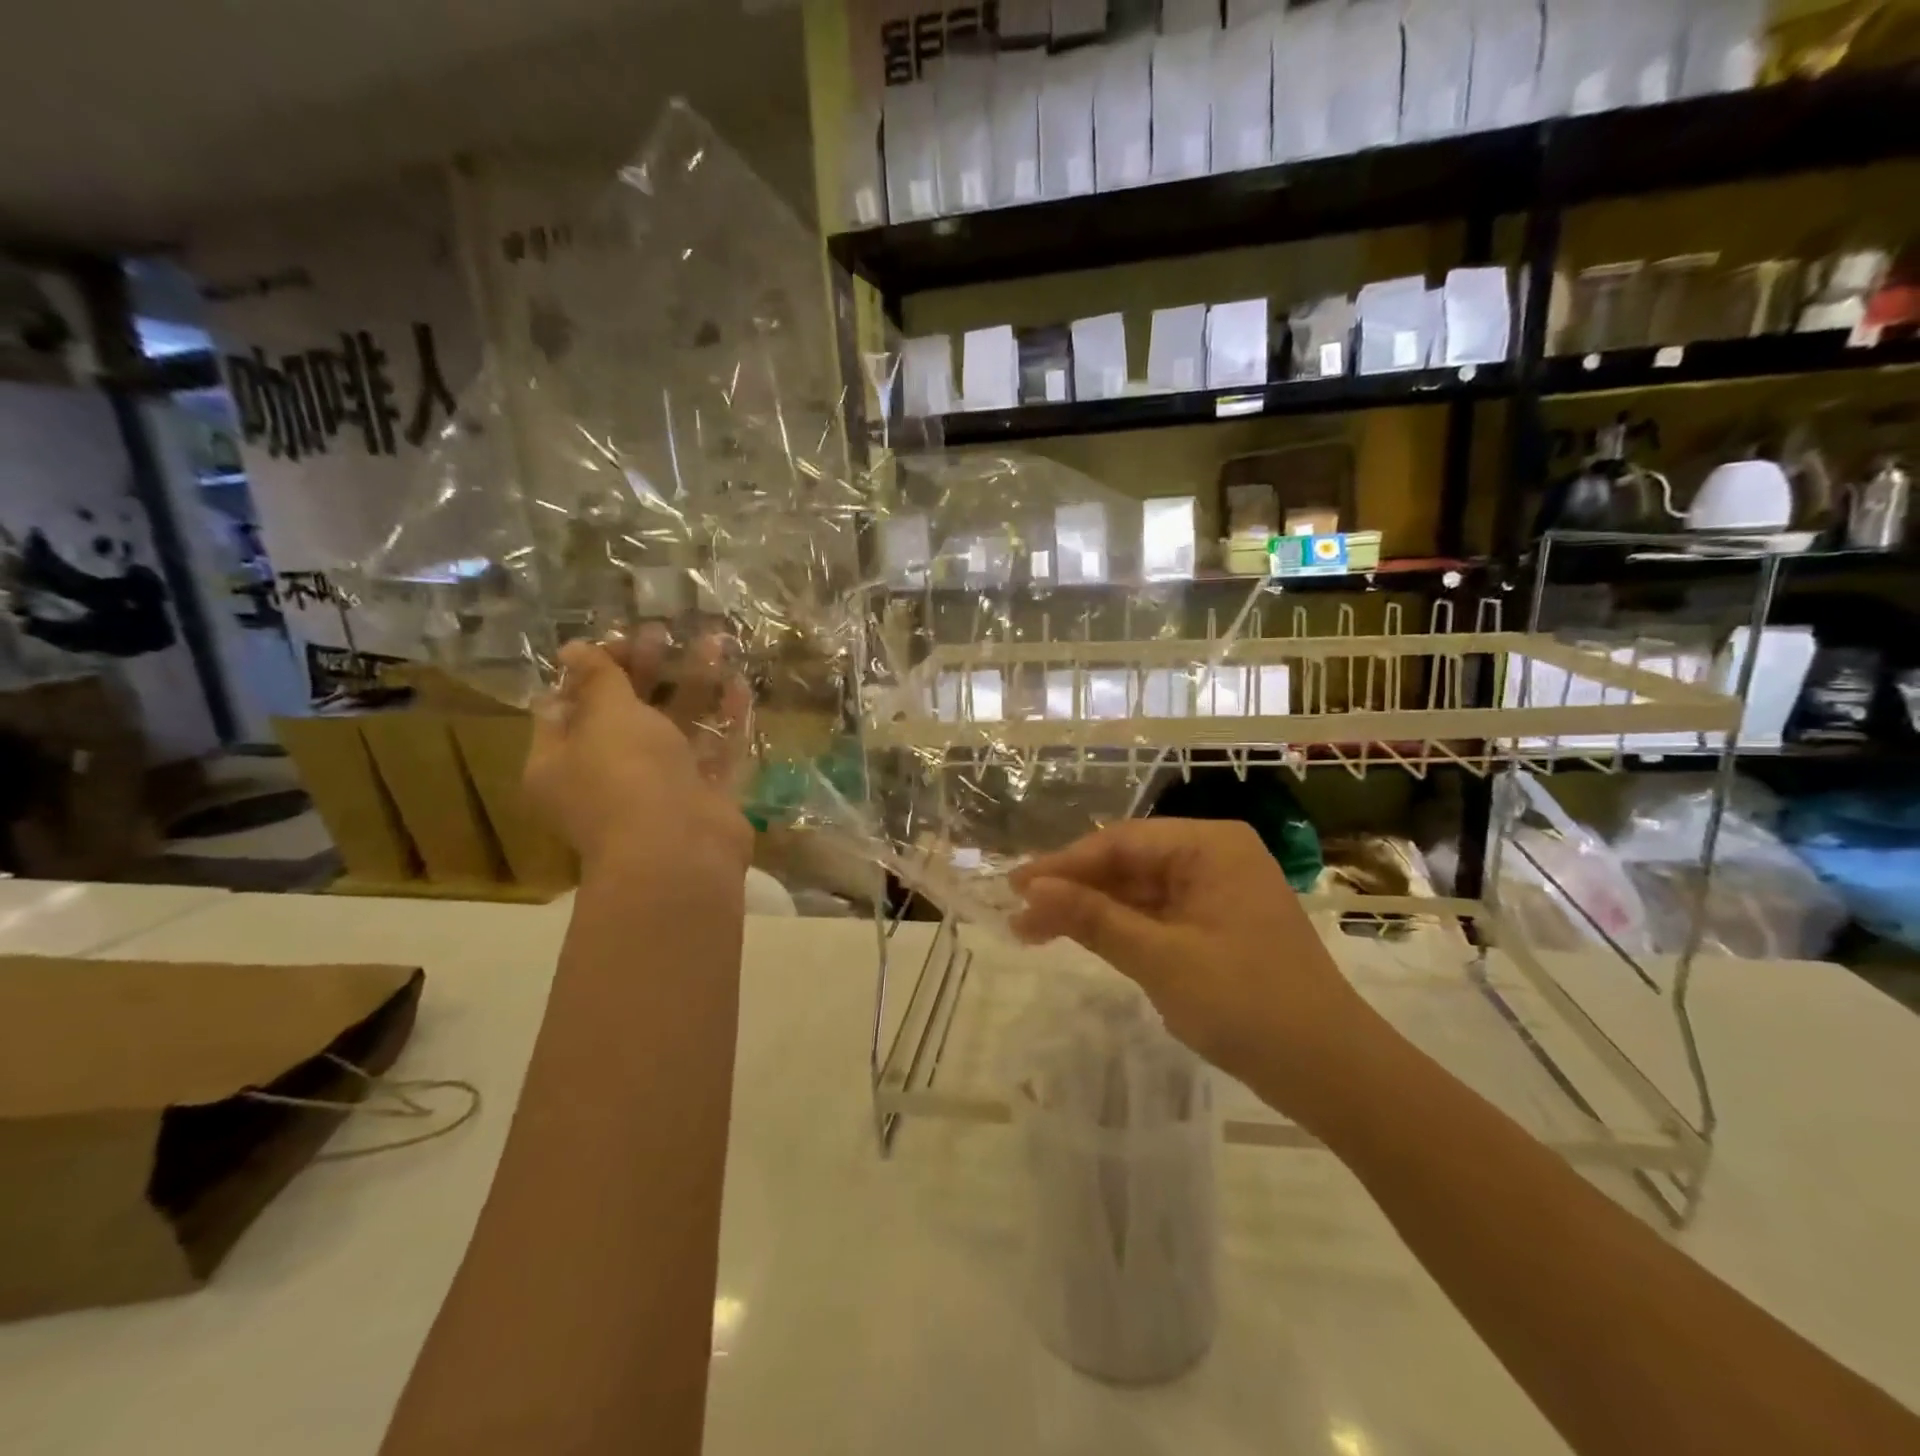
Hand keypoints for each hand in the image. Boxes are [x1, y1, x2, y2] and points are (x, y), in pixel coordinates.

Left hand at [524, 632, 751, 890]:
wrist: (679, 850)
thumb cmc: (625, 775)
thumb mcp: (604, 716)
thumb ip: (597, 679)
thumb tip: (571, 649)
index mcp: (561, 761)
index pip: (567, 706)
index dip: (592, 669)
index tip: (621, 640)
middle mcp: (607, 776)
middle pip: (626, 714)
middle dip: (646, 671)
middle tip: (665, 633)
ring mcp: (660, 788)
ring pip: (676, 728)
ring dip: (693, 686)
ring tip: (714, 643)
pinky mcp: (705, 797)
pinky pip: (715, 751)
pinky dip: (726, 719)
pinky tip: (740, 684)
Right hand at [1010, 819, 1377, 1124]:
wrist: (1332, 1072)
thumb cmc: (1247, 1003)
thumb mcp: (1160, 958)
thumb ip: (1093, 918)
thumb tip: (1031, 889)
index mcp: (1210, 846)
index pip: (1121, 842)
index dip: (1064, 865)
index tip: (1016, 888)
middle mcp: (1214, 857)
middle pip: (1127, 864)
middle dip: (1074, 889)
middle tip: (1019, 915)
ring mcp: (1217, 893)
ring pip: (1138, 891)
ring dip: (1090, 911)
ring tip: (1034, 931)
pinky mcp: (1217, 927)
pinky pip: (1157, 916)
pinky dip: (1120, 930)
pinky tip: (1082, 938)